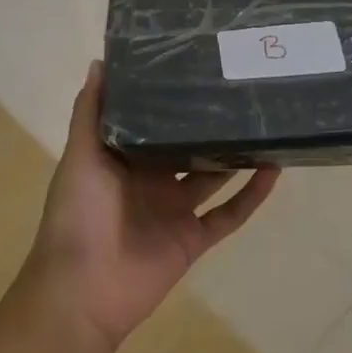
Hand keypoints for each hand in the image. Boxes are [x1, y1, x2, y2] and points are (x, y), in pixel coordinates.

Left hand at [26, 61, 279, 352]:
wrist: (82, 291)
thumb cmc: (78, 215)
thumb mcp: (80, 157)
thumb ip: (90, 113)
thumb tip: (100, 61)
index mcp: (126, 160)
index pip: (154, 122)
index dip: (173, 100)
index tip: (199, 68)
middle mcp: (154, 181)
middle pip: (189, 147)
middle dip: (210, 124)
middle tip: (242, 90)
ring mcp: (176, 211)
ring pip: (215, 177)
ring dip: (237, 156)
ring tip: (264, 123)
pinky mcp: (194, 238)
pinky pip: (229, 215)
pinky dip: (252, 196)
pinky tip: (273, 170)